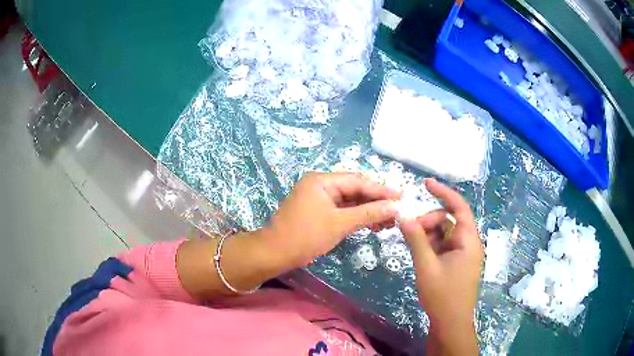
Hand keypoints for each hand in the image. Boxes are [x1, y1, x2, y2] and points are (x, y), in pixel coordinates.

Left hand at [265, 172, 401, 268]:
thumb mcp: (340, 223)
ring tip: (388, 220)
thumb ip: (368, 213)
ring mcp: (318, 197)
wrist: (275, 253)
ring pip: (349, 200)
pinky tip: (371, 223)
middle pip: (354, 189)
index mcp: (322, 180)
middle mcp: (320, 184)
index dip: (381, 189)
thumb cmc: (306, 236)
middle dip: (376, 200)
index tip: (401, 195)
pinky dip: (355, 216)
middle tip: (397, 210)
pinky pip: (341, 209)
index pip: (358, 181)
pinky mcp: (317, 210)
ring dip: (367, 210)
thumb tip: (395, 207)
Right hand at [399, 178, 482, 354]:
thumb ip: (416, 239)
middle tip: (409, 231)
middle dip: (428, 221)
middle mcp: (468, 243)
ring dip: (428, 233)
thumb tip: (403, 216)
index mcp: (468, 240)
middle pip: (448, 220)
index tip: (425, 184)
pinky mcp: (456, 263)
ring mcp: (462, 254)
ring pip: (444, 233)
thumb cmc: (442, 296)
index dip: (443, 192)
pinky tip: (419, 252)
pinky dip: (431, 244)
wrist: (450, 323)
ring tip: (412, 244)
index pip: (459, 207)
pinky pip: (443, 245)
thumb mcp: (426, 266)